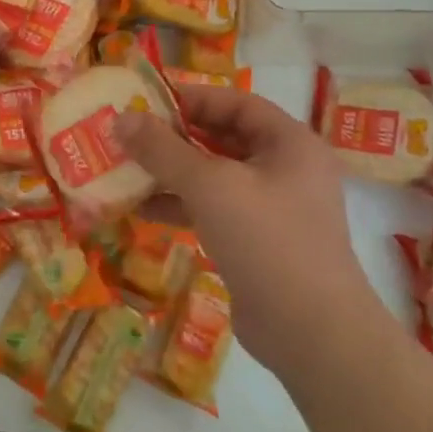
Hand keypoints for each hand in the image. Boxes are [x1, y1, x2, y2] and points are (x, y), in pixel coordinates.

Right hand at [120, 86, 384, 358]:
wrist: (311, 332)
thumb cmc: (266, 240)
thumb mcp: (210, 186)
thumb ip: (163, 150)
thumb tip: (121, 119)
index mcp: (289, 143)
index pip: (236, 103)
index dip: (191, 99)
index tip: (145, 101)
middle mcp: (285, 170)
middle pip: (222, 139)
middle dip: (174, 137)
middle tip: (128, 135)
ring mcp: (272, 209)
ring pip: (214, 177)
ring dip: (171, 173)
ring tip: (126, 170)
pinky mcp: (256, 242)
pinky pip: (213, 210)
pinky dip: (180, 206)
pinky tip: (142, 210)